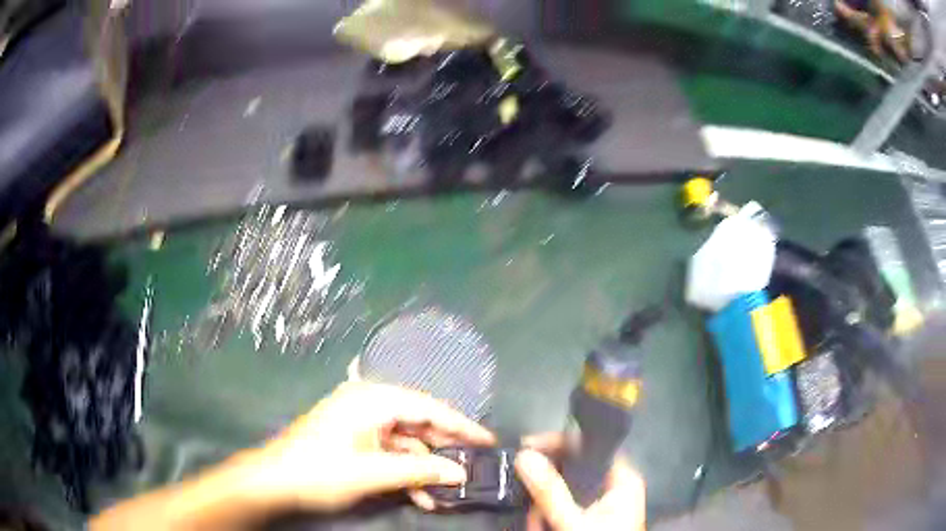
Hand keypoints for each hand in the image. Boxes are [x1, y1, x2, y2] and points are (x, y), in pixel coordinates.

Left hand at [250, 382, 495, 511]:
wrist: (272, 481)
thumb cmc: (319, 471)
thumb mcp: (372, 474)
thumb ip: (419, 472)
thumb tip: (460, 473)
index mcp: (370, 400)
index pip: (428, 408)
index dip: (461, 425)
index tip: (488, 440)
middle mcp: (367, 404)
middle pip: (418, 424)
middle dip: (442, 451)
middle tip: (471, 468)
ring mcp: (359, 422)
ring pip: (405, 442)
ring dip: (422, 468)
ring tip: (443, 493)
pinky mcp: (354, 439)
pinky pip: (389, 451)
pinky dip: (404, 471)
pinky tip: (418, 494)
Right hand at [515, 433, 645, 530]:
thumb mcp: (573, 522)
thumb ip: (550, 491)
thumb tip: (524, 455)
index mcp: (621, 479)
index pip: (589, 446)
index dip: (558, 443)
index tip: (525, 448)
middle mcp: (613, 486)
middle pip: (571, 471)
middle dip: (545, 491)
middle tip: (530, 506)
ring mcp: (600, 504)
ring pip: (561, 493)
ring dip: (543, 510)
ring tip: (540, 528)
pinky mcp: (589, 518)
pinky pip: (561, 509)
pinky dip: (548, 519)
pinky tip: (543, 529)